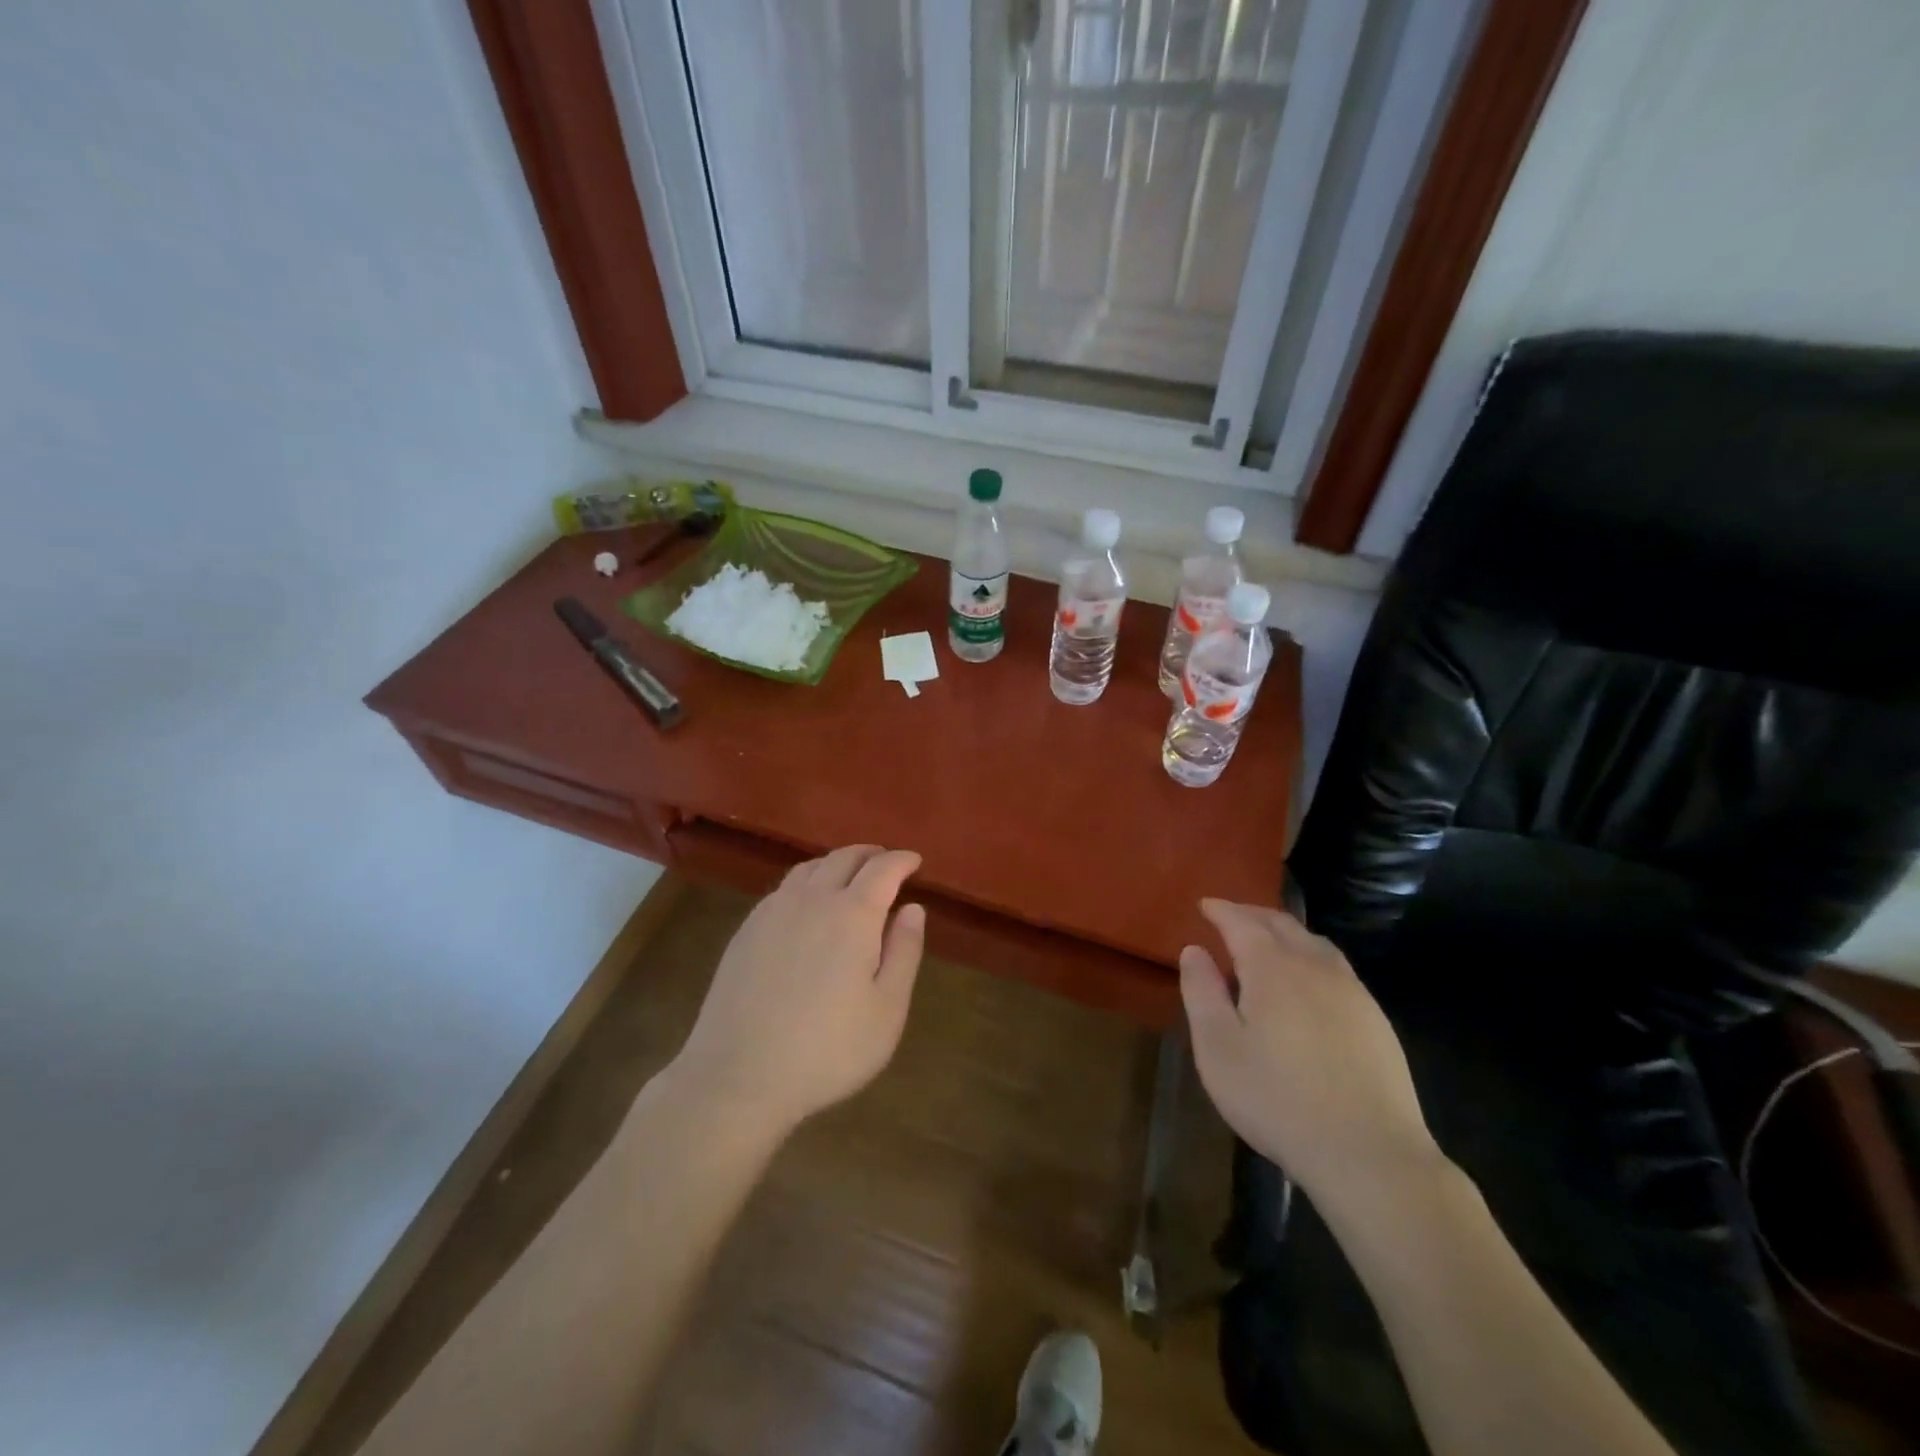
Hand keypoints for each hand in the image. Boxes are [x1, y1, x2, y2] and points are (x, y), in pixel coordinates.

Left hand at [673, 845, 925, 1136]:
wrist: (738, 1077)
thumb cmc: (827, 1050)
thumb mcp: (887, 1010)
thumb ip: (904, 952)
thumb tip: (913, 908)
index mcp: (853, 915)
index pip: (883, 869)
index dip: (902, 860)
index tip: (915, 860)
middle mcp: (812, 900)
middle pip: (844, 858)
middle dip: (870, 854)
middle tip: (886, 862)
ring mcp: (773, 912)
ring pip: (810, 868)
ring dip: (836, 863)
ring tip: (850, 875)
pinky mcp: (746, 930)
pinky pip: (784, 888)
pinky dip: (807, 881)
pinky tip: (808, 902)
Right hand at [1181, 900, 1444, 1208]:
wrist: (1368, 1153)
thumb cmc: (1277, 1099)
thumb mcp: (1218, 1048)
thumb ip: (1202, 992)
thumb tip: (1193, 950)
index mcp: (1273, 968)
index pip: (1242, 923)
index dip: (1221, 910)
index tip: (1204, 905)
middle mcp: (1315, 967)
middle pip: (1282, 925)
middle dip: (1253, 914)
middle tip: (1231, 916)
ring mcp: (1352, 992)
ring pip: (1315, 943)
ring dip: (1286, 932)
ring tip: (1268, 940)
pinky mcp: (1375, 1020)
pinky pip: (1337, 968)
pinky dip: (1312, 956)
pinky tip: (1309, 981)